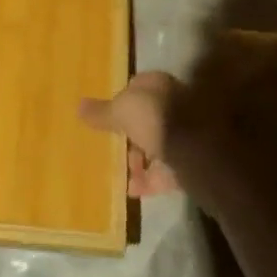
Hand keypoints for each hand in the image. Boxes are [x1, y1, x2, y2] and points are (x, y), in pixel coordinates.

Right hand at [80, 71, 182, 197]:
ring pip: (155, 145)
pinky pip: (164, 171)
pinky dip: (149, 181)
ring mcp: (184, 134)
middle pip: (145, 119)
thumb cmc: (156, 119)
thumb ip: (103, 112)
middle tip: (110, 148)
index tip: (105, 118)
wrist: (197, 153)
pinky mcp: (189, 162)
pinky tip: (132, 190)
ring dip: (138, 160)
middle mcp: (173, 103)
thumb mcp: (122, 111)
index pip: (135, 87)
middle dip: (128, 135)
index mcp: (158, 85)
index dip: (119, 101)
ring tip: (121, 174)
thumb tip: (79, 106)